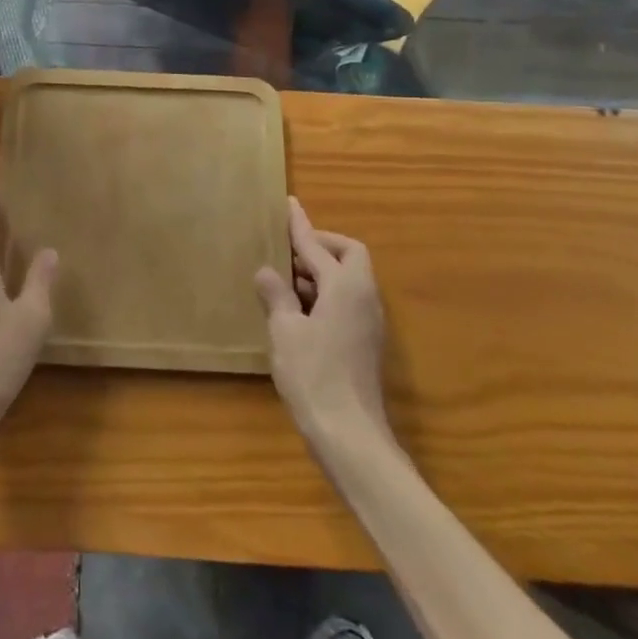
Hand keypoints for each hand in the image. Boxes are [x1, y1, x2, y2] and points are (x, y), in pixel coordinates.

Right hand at [255, 197, 390, 457]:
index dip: (300, 226)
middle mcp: (364, 297)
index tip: (289, 204)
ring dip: (320, 272)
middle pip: (347, 255)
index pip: (318, 246)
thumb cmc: (313, 375)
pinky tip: (298, 309)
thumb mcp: (285, 331)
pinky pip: (347, 300)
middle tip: (287, 249)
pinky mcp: (365, 342)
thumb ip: (277, 296)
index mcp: (345, 286)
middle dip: (319, 246)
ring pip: (348, 279)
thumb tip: (268, 271)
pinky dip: (325, 293)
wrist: (350, 434)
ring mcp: (369, 321)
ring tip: (285, 278)